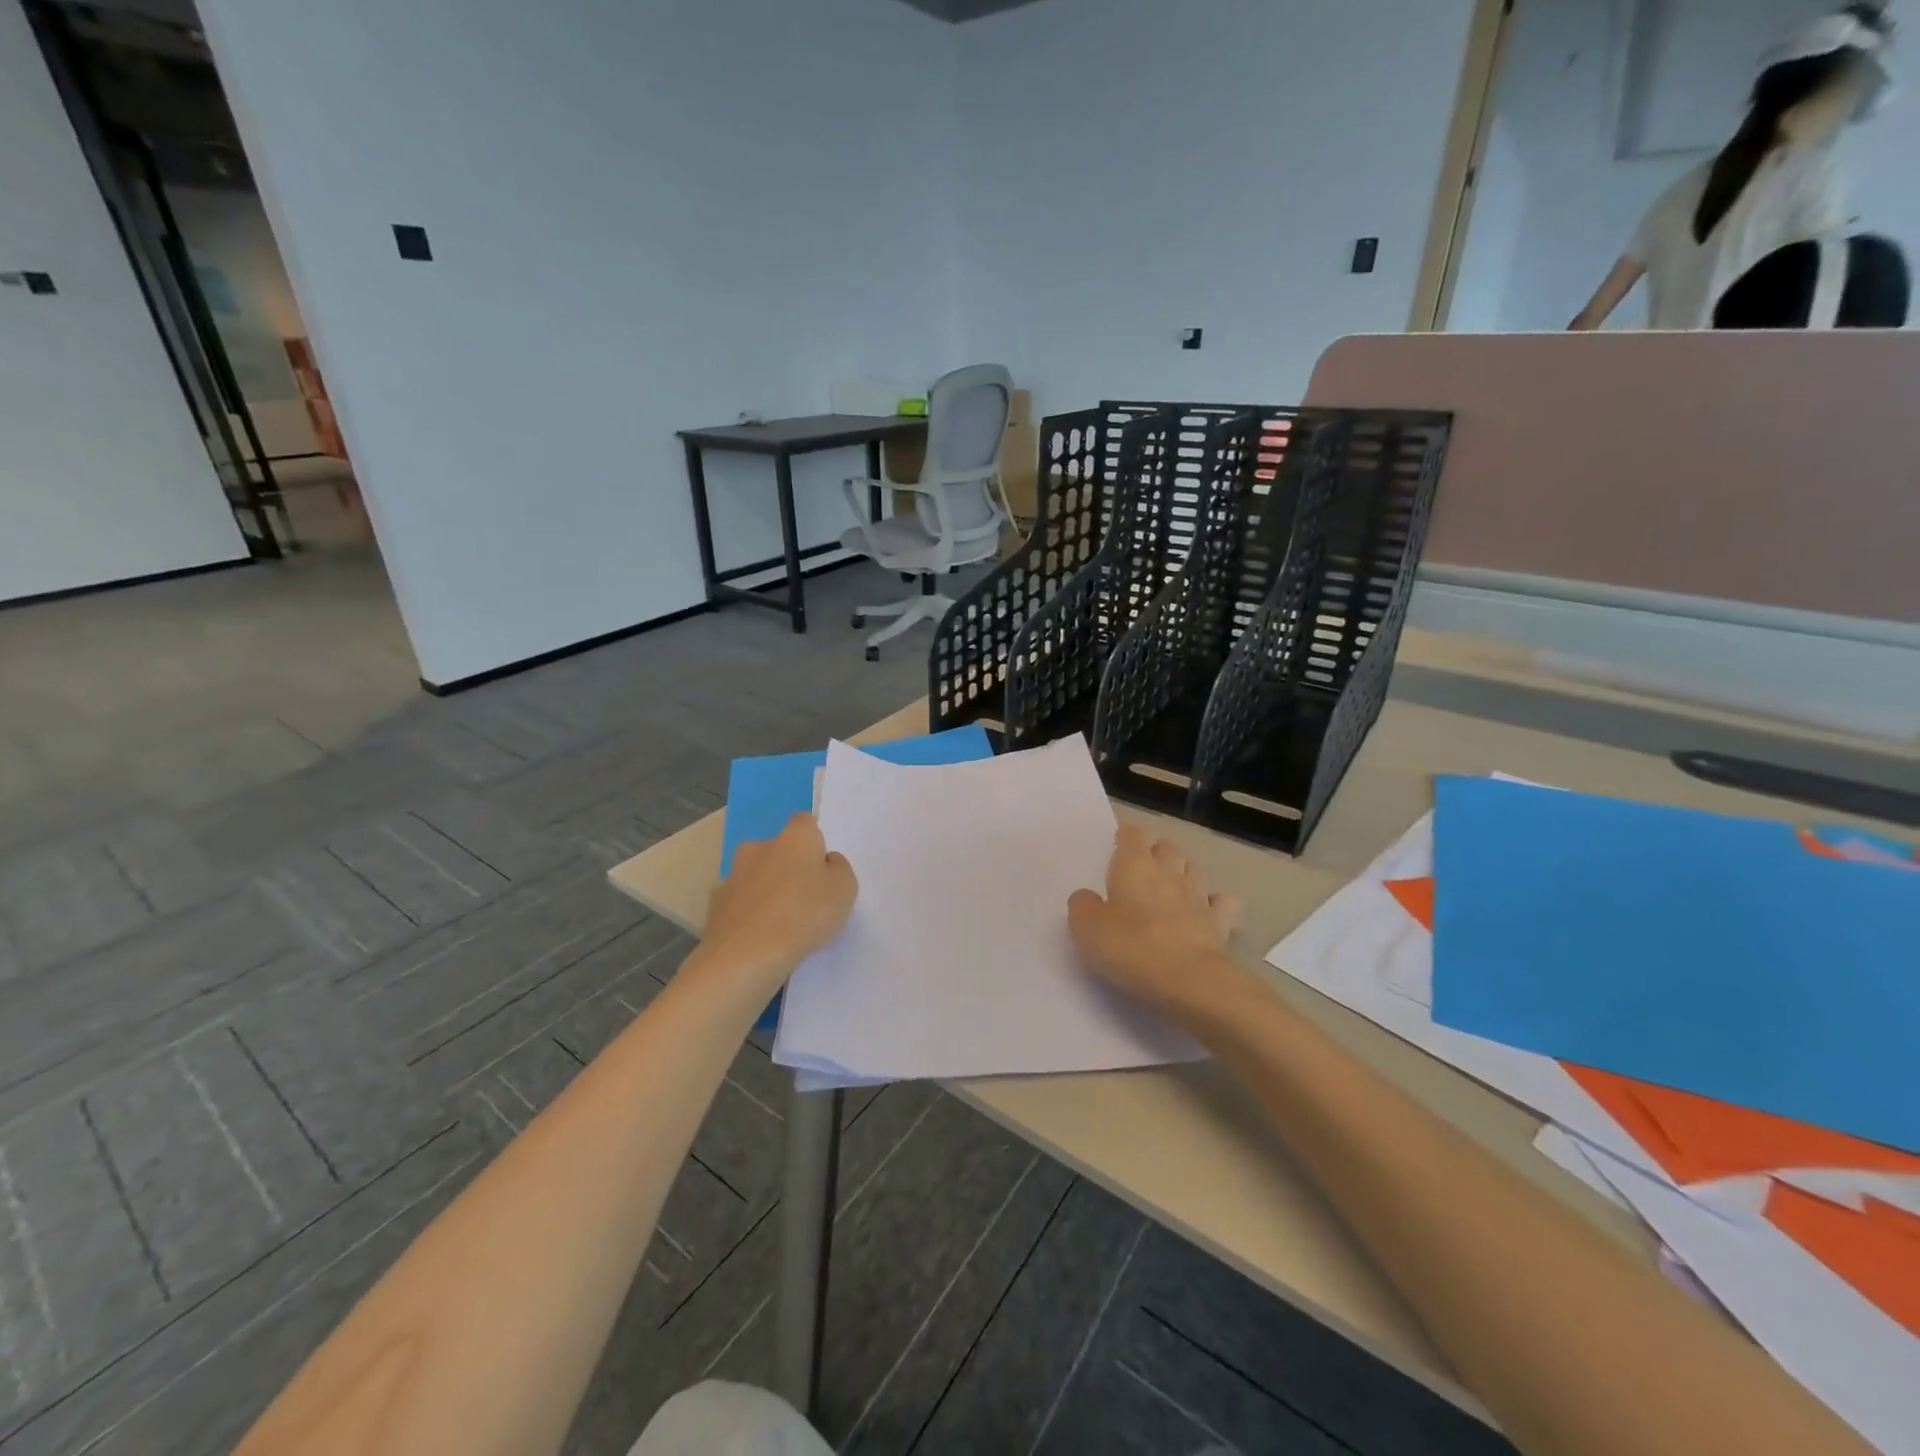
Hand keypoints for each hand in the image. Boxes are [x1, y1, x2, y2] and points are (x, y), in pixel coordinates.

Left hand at [696, 813, 856, 996]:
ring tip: (782, 923)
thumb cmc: (804, 914)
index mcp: (795, 837)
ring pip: (757, 874)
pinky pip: (740, 901)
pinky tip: (759, 936)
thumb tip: (825, 861)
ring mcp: (734, 874)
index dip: (815, 842)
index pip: (805, 822)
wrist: (746, 955)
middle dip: (789, 866)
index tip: (822, 868)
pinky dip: (749, 911)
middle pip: (779, 848)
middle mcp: (760, 846)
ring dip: (767, 889)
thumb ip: (838, 868)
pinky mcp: (716, 903)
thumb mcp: (844, 890)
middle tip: (805, 898)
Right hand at [1068, 824, 1241, 1019]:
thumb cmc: (1131, 946)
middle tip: (1143, 869)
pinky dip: (1214, 903)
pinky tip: (1206, 911)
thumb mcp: (1087, 928)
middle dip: (1157, 852)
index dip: (1126, 837)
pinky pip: (1221, 903)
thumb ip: (1083, 906)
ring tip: (1173, 885)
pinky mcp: (1220, 923)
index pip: (1133, 834)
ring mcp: (1198, 896)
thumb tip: (1087, 898)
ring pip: (1194, 868)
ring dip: (1184, 871)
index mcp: (1134, 866)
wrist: (1190, 979)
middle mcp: (1169, 873)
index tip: (1118, 846)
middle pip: (1167, 847)